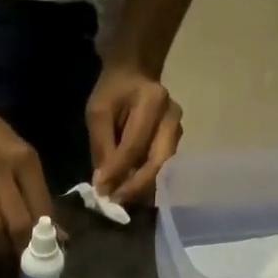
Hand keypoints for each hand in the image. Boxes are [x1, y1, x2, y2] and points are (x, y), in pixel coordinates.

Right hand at [0, 98, 55, 262]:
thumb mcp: (23, 157)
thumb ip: (39, 194)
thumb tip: (58, 234)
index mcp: (24, 161)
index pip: (41, 208)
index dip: (46, 236)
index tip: (45, 252)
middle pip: (17, 223)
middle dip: (22, 249)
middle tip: (23, 262)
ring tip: (1, 256)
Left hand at [86, 63, 182, 205]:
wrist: (135, 74)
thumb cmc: (114, 92)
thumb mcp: (99, 113)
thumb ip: (101, 147)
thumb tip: (103, 184)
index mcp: (152, 101)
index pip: (135, 145)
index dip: (118, 170)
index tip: (101, 191)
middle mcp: (172, 117)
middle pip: (158, 161)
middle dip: (136, 187)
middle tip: (115, 203)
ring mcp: (178, 131)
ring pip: (164, 169)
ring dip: (142, 189)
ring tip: (121, 201)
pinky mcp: (176, 143)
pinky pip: (164, 169)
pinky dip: (147, 184)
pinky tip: (131, 192)